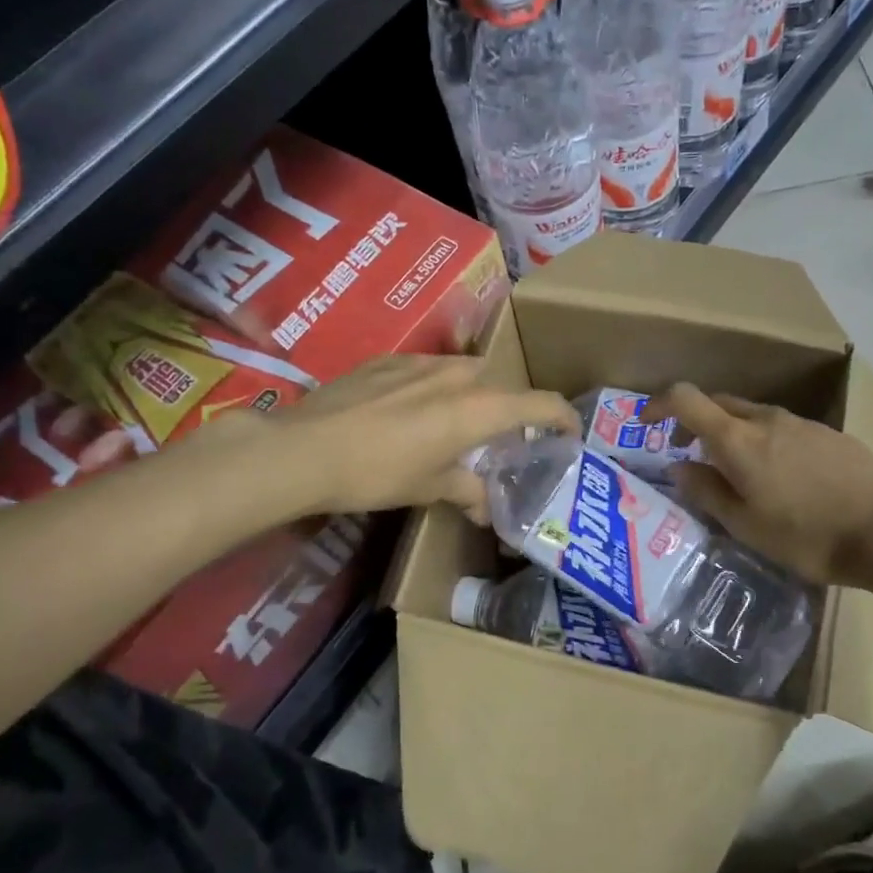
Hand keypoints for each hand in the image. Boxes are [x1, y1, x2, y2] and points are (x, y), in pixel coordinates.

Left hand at [237, 355, 578, 521]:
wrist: (303, 450)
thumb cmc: (377, 473)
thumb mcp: (428, 488)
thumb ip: (466, 492)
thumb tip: (486, 511)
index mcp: (477, 408)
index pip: (539, 403)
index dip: (562, 417)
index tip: (569, 433)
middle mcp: (456, 375)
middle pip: (499, 384)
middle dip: (506, 408)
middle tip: (496, 439)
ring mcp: (418, 362)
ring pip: (462, 372)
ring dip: (469, 395)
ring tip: (451, 424)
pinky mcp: (385, 361)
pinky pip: (425, 370)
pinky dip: (432, 389)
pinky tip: (407, 413)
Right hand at [641, 384, 872, 591]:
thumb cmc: (806, 535)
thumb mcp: (745, 525)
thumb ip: (706, 491)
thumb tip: (679, 467)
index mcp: (738, 440)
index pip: (686, 399)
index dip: (659, 404)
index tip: (646, 423)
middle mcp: (767, 420)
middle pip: (720, 403)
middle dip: (695, 420)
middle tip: (688, 453)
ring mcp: (801, 424)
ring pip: (753, 415)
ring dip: (732, 432)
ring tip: (736, 470)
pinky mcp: (828, 434)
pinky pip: (782, 428)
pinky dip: (764, 441)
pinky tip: (780, 476)